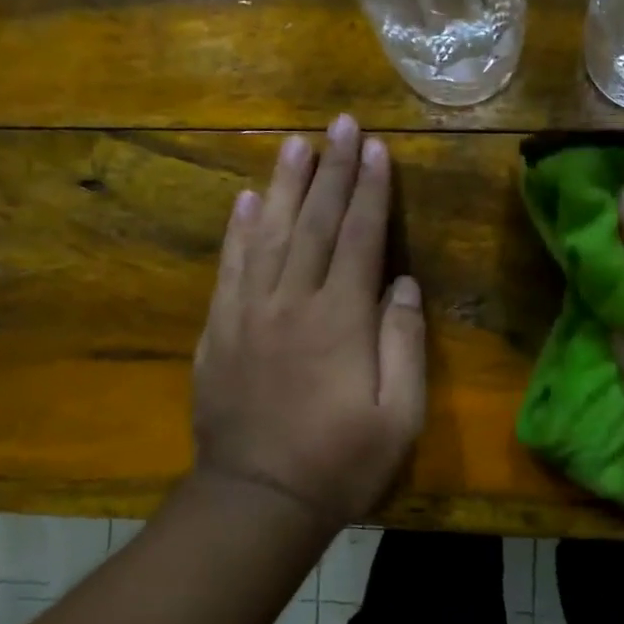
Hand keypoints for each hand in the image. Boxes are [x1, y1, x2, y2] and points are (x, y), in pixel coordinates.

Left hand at [191, 115, 425, 536]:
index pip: (360, 237)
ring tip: (295, 143)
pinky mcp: (219, 331)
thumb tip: (403, 284)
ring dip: (284, 184)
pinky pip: (230, 268)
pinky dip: (238, 231)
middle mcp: (293, 302)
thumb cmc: (341, 463)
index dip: (371, 190)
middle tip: (340, 123)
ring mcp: (249, 313)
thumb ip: (403, 342)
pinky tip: (245, 200)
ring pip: (268, 233)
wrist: (257, 500)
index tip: (376, 147)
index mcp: (341, 319)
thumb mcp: (399, 415)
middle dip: (332, 169)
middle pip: (315, 222)